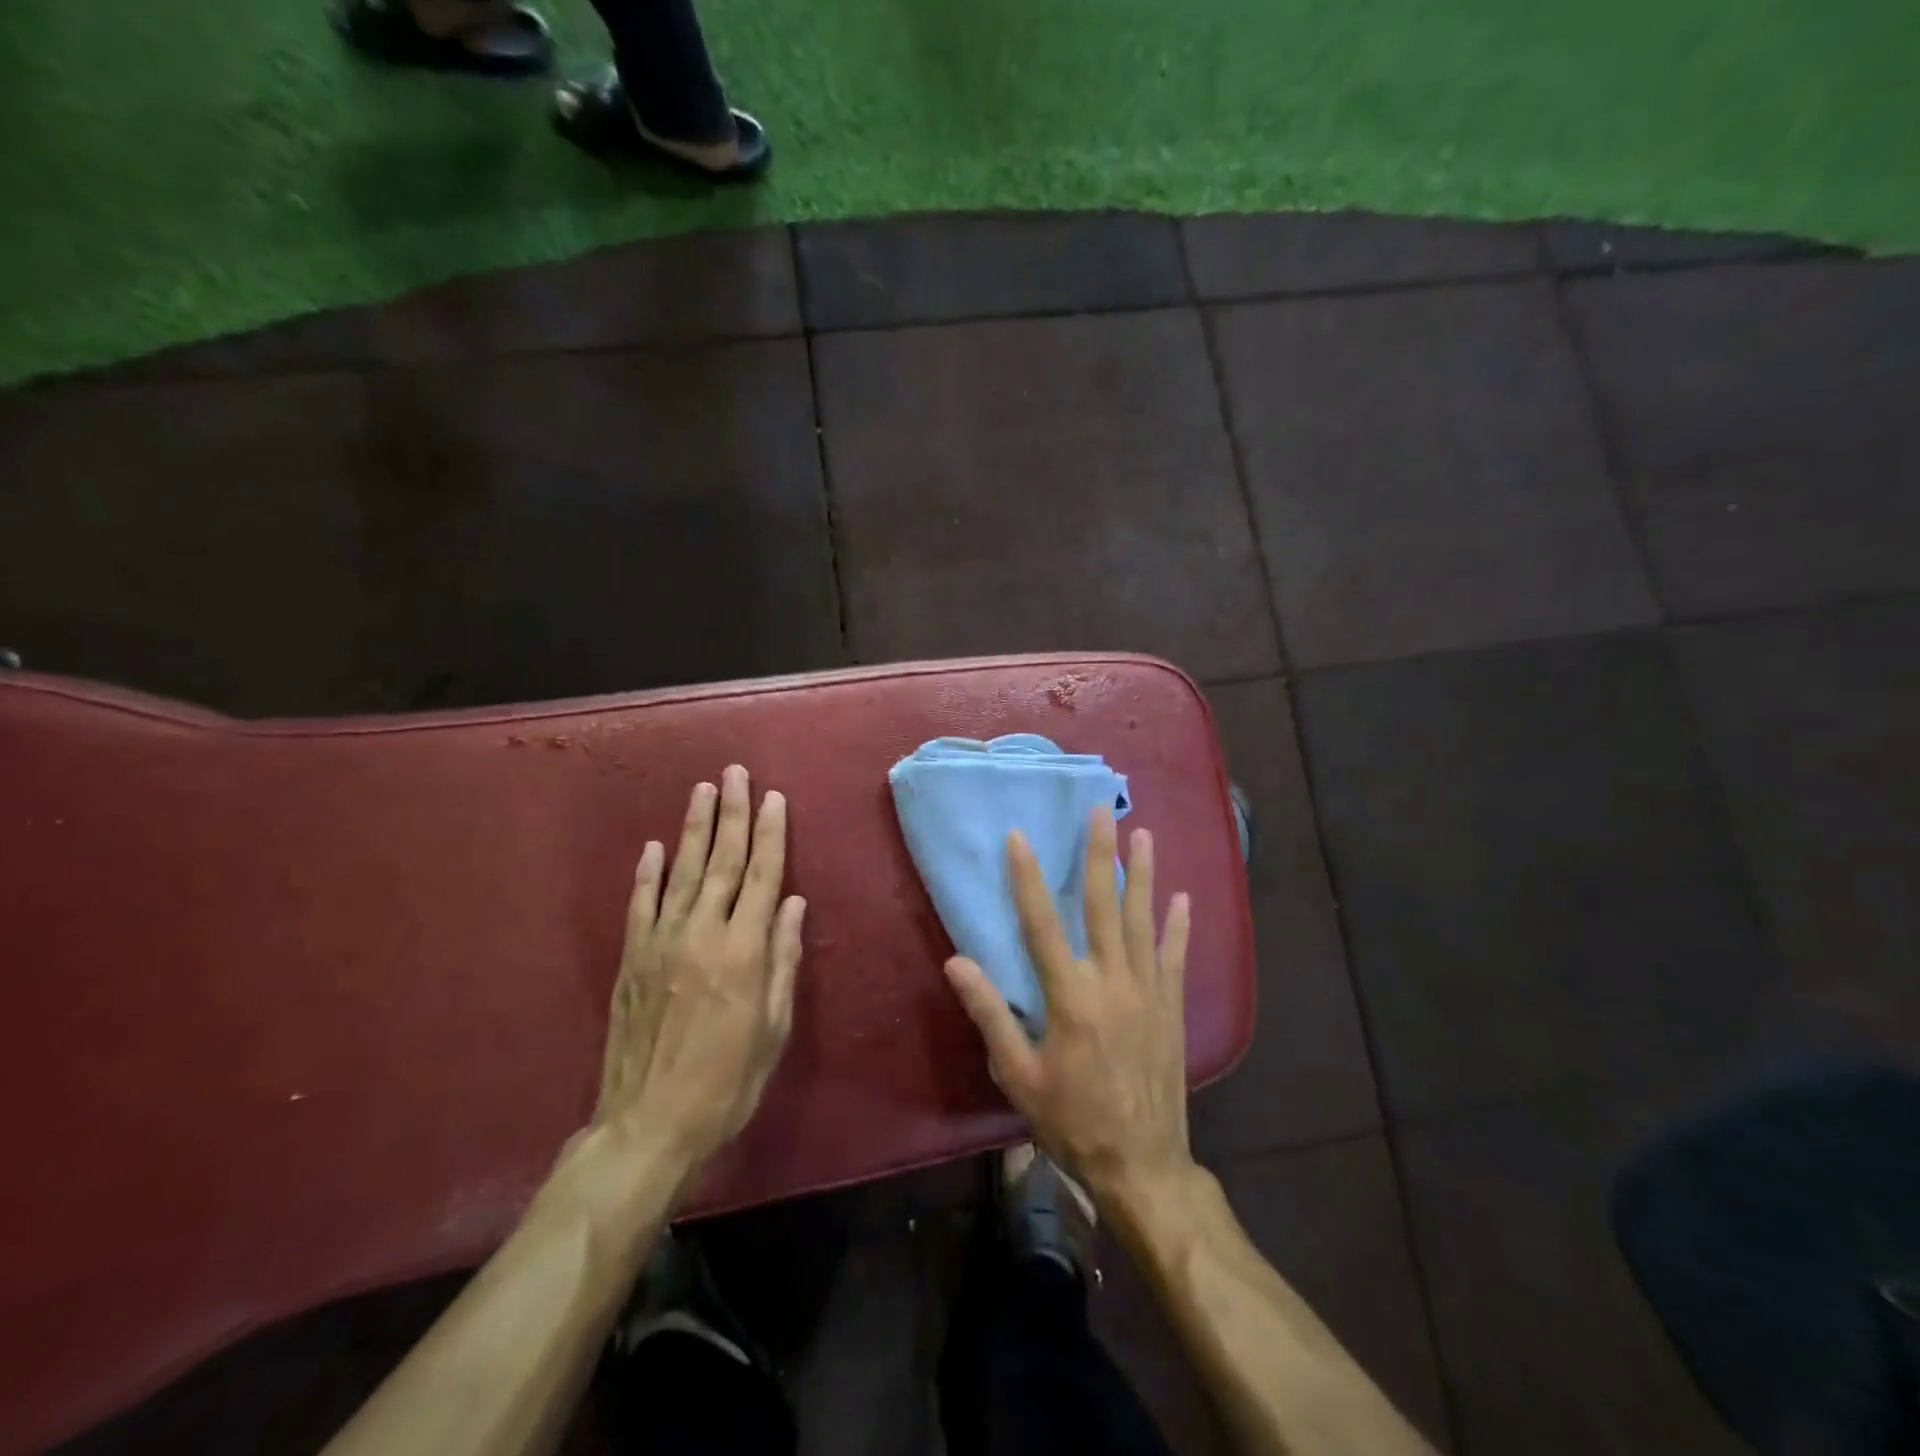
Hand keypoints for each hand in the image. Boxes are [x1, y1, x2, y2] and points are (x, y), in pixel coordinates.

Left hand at [594, 766, 805, 1174]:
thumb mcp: (773, 1028)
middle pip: (723, 861)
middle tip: (736, 773)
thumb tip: (795, 904)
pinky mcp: (631, 959)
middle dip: (734, 814)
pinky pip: (641, 904)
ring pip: (682, 871)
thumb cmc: (727, 1082)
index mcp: (743, 951)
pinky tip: (654, 846)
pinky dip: (648, 873)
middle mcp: (702, 934)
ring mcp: (661, 943)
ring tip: (704, 790)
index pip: (764, 877)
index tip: (774, 798)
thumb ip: (783, 960)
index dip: (771, 834)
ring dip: (695, 828)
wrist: (647, 1125)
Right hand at [943, 808, 1193, 1206]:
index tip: (1020, 836)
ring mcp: (1149, 992)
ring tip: (1143, 834)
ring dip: (1143, 875)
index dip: (1027, 877)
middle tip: (1100, 811)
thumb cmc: (1071, 1120)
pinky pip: (1177, 957)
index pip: (1041, 923)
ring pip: (1144, 920)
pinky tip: (1183, 898)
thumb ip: (990, 1014)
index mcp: (1070, 997)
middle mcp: (1112, 982)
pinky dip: (1179, 926)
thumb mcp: (1018, 1075)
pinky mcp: (1173, 1008)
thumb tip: (956, 963)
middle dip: (1099, 854)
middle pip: (1103, 905)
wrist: (1142, 1165)